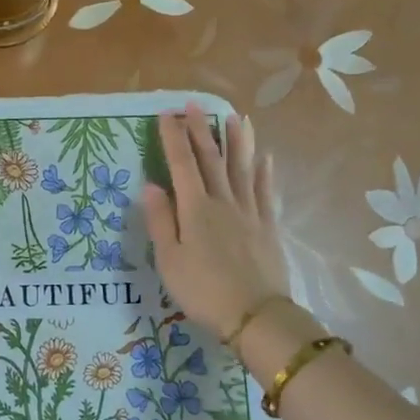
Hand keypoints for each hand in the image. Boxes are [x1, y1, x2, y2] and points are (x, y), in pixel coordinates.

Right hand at [140, 104, 289, 337]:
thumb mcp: (169, 260)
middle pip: (211, 160)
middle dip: (200, 130)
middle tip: (194, 104)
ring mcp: (249, 213)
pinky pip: (265, 192)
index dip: (173, 138)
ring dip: (236, 142)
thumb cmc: (203, 290)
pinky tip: (264, 158)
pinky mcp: (268, 227)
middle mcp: (223, 202)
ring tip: (234, 117)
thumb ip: (160, 220)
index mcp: (195, 209)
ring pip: (242, 169)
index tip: (167, 114)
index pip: (181, 165)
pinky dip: (263, 173)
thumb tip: (150, 185)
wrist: (255, 315)